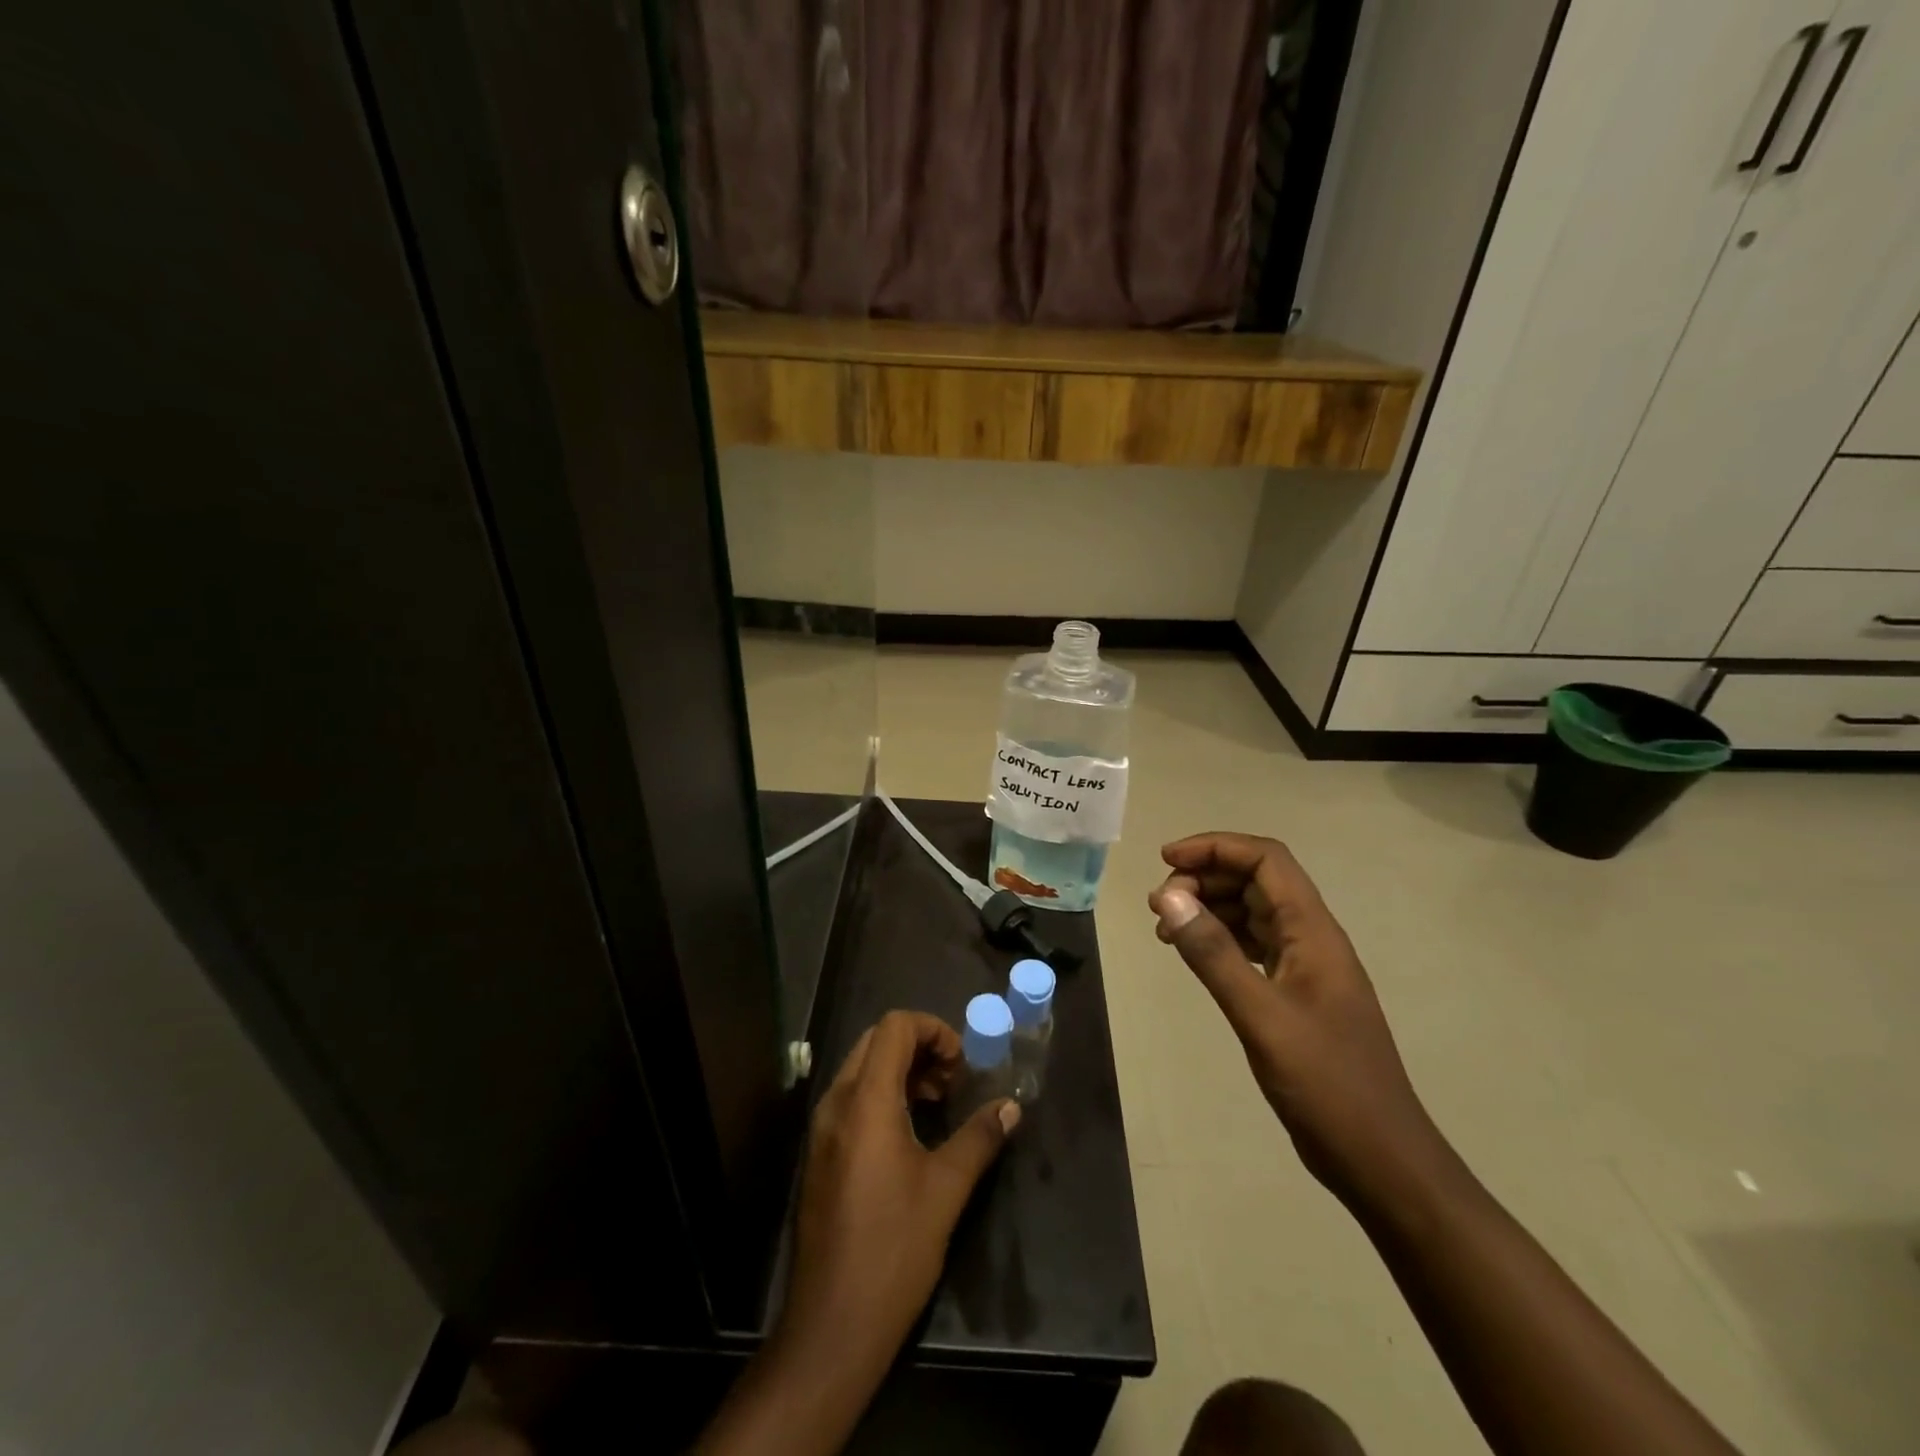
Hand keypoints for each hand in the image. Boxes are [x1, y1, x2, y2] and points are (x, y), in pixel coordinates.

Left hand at [778, 1010, 1018, 1371]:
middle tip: (952, 1081)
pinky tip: (910, 1132)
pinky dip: (883, 1094)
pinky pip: (851, 1098)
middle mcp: (836, 1103)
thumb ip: (979, 1138)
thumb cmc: (893, 1249)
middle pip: (876, 1041)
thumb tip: (1010, 1107)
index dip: (933, 1030)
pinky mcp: (820, 1153)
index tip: (962, 1065)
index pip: (894, 1027)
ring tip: (937, 1103)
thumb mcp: (946, 1190)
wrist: (832, 1325)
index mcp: (866, 1101)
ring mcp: (822, 1129)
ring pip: (862, 1068)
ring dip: (901, 1070)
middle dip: (919, 1047)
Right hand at [1148, 833, 1454, 1215]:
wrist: (1381, 1160)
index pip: (1266, 860)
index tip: (1166, 860)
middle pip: (1257, 880)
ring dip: (1209, 908)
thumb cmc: (1326, 1085)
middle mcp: (1312, 938)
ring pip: (1253, 912)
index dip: (1216, 847)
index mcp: (1314, 932)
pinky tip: (1193, 956)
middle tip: (1159, 904)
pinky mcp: (1297, 995)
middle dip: (1206, 877)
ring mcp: (1307, 967)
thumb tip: (1167, 895)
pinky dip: (1220, 939)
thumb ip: (1213, 954)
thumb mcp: (1261, 1016)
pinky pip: (1253, 945)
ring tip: (1166, 929)